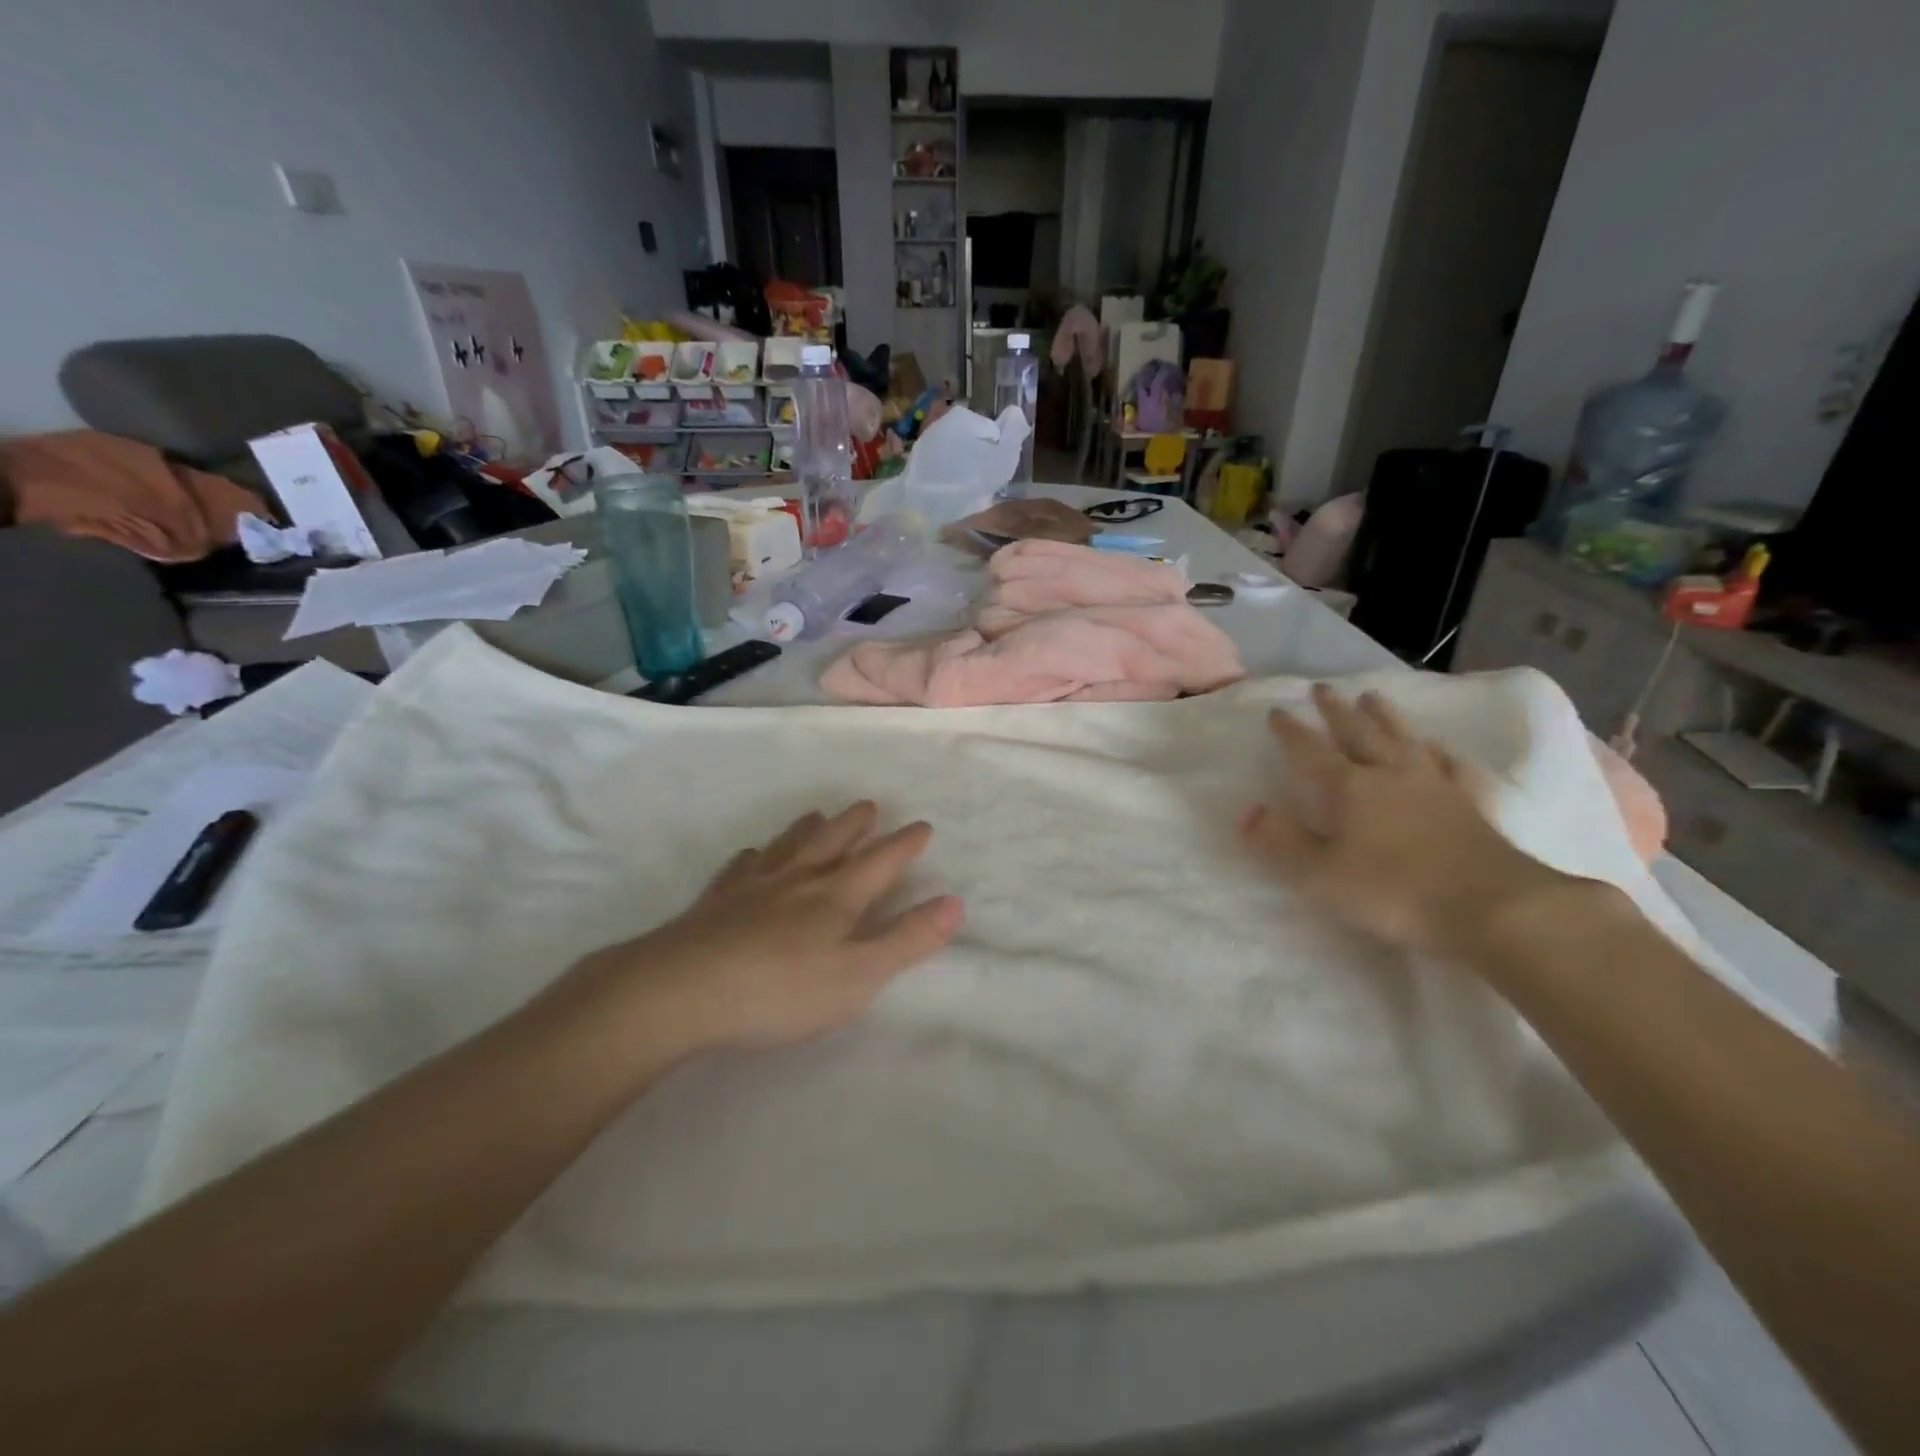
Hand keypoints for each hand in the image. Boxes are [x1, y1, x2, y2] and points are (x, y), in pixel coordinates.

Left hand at [567, 802, 963, 1059]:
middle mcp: (798, 880)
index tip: (922, 825)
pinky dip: (754, 857)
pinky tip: (750, 856)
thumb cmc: (781, 989)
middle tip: (870, 805)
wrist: (682, 990)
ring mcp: (753, 887)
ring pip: (788, 846)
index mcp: (837, 896)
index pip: (881, 862)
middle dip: (857, 824)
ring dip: (809, 829)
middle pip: (833, 841)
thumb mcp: (858, 975)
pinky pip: (740, 868)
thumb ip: (908, 940)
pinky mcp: (716, 903)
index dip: (905, 844)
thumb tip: (955, 903)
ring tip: (818, 815)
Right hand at [1239, 684, 1574, 956]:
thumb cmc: (1394, 891)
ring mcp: (1436, 785)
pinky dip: (1442, 753)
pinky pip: (1453, 767)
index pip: (1310, 751)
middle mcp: (1389, 774)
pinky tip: (1440, 748)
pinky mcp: (1473, 803)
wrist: (1493, 906)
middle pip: (1359, 733)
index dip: (1291, 732)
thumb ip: (1281, 842)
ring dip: (1385, 717)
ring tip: (1373, 697)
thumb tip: (1247, 811)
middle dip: (1337, 711)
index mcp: (1349, 788)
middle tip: (1323, 688)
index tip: (1276, 712)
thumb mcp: (1320, 875)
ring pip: (1404, 739)